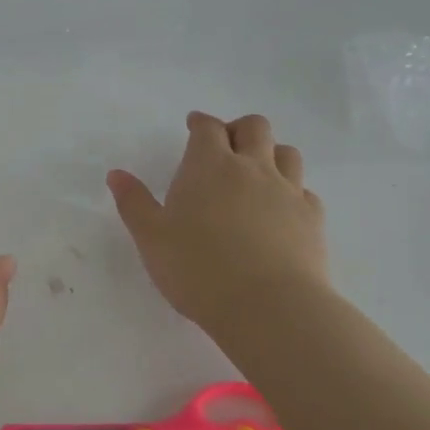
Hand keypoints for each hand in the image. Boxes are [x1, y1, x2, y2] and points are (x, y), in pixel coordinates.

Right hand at [107, 112, 329, 330]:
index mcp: (209, 166)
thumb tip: (117, 174)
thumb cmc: (198, 269)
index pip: (208, 128)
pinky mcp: (313, 218)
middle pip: (254, 127)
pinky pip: (305, 190)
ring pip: (287, 153)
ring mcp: (288, 191)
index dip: (200, 123)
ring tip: (257, 171)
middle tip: (226, 145)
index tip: (194, 126)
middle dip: (238, 128)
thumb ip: (134, 203)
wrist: (269, 307)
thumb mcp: (151, 238)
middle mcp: (252, 168)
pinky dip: (293, 190)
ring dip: (271, 153)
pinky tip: (282, 208)